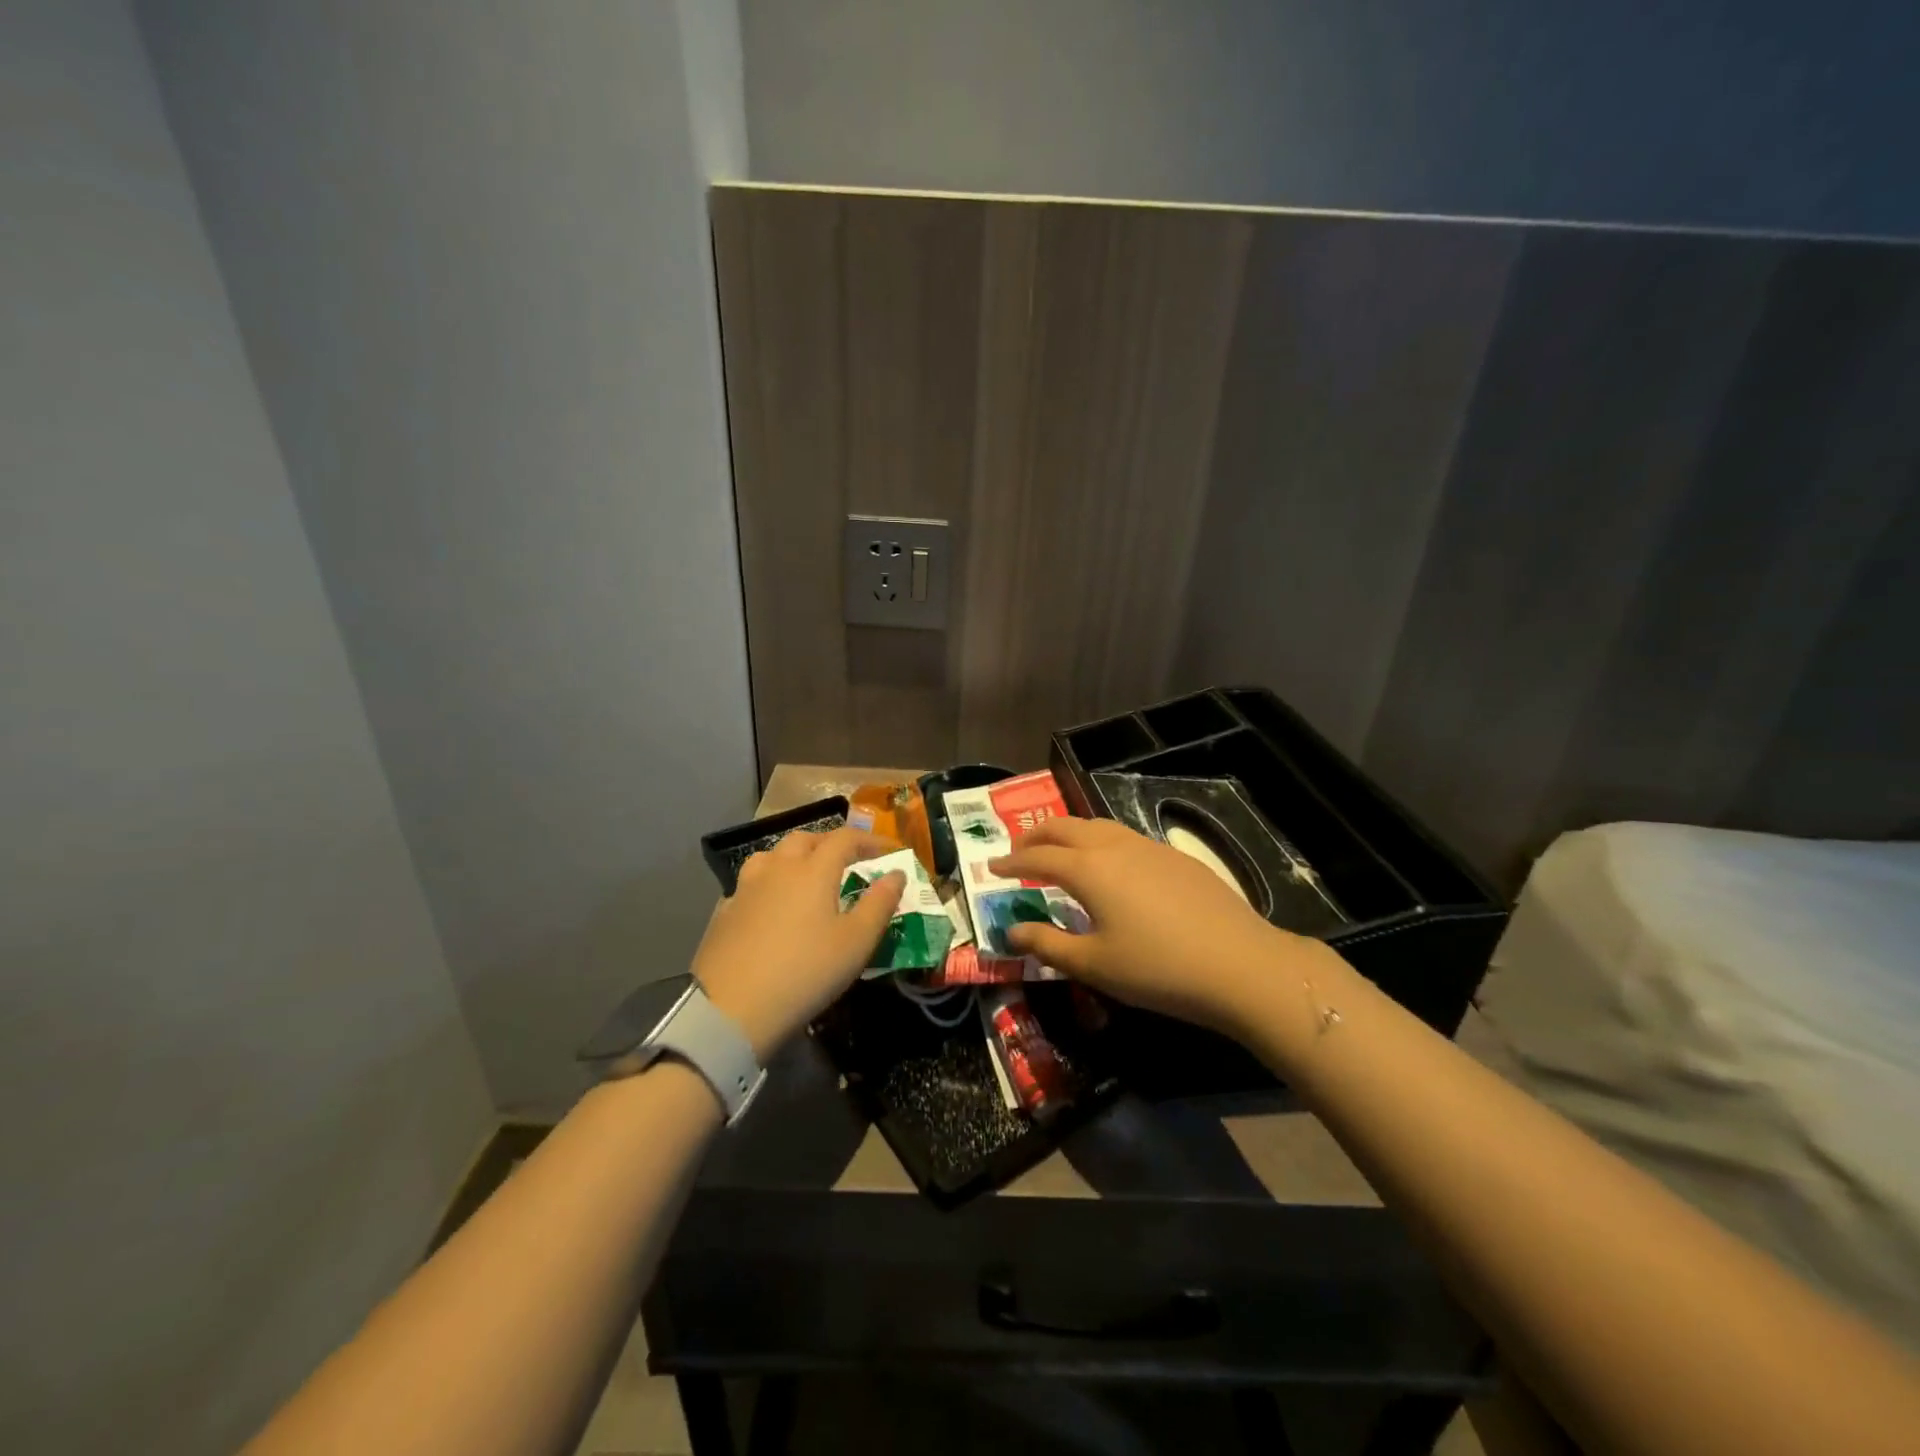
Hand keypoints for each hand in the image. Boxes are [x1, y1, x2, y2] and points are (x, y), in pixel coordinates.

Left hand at [691, 827, 903, 1060]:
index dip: (869, 840)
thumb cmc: (805, 972)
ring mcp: (746, 888)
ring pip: (772, 856)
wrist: (731, 1009)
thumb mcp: (856, 943)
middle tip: (848, 863)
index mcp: (813, 870)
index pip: (844, 838)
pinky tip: (772, 906)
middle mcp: (778, 868)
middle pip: (805, 840)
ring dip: (794, 858)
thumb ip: (880, 904)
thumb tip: (896, 873)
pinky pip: (751, 883)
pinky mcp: (724, 912)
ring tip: (807, 878)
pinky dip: (769, 884)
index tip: (889, 853)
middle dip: (830, 844)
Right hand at [989, 817, 1328, 1034]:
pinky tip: (1109, 865)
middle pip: (1065, 828)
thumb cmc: (1158, 969)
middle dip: (1036, 835)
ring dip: (1069, 833)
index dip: (1011, 862)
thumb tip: (1011, 929)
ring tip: (1058, 850)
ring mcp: (1149, 847)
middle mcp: (1114, 846)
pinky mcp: (1175, 857)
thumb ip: (1047, 944)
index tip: (992, 867)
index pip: (1038, 857)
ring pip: (1097, 825)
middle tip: (1017, 850)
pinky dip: (1100, 841)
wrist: (1239, 964)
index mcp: (1088, 869)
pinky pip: (1124, 836)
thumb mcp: (1094, 964)